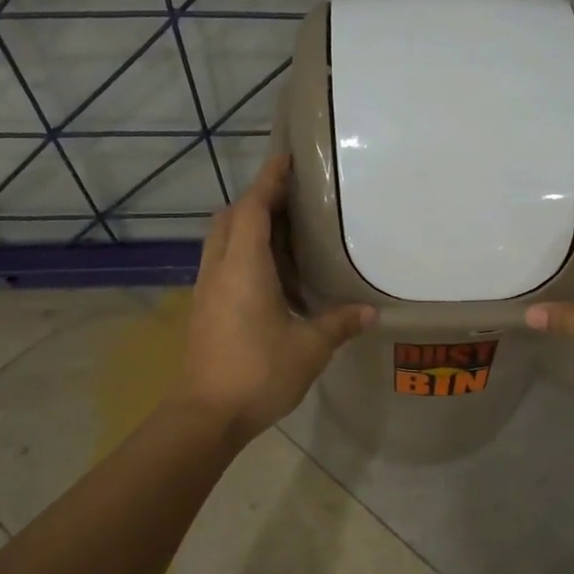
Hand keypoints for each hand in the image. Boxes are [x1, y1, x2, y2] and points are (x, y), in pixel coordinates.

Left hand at [169, 154, 373, 436]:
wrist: (205, 415)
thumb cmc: (258, 373)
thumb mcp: (309, 348)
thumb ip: (339, 324)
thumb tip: (371, 312)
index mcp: (244, 267)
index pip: (253, 208)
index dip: (269, 181)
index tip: (286, 158)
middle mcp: (219, 269)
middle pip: (229, 218)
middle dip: (256, 200)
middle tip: (290, 199)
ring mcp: (206, 290)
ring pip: (221, 241)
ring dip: (246, 226)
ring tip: (283, 232)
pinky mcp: (203, 309)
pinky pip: (221, 264)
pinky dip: (241, 253)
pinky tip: (268, 275)